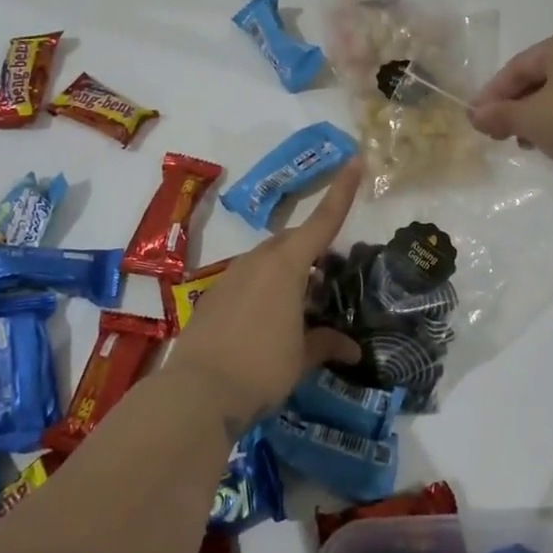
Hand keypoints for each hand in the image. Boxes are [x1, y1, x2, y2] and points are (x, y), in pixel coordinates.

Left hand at [167, 160, 364, 429]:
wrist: (196, 392)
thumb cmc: (261, 368)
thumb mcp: (302, 358)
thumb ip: (326, 345)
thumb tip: (352, 350)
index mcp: (286, 266)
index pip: (322, 221)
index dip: (342, 191)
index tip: (355, 160)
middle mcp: (258, 261)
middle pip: (293, 242)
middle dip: (313, 252)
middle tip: (330, 278)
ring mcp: (231, 276)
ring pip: (268, 261)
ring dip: (289, 274)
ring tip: (302, 307)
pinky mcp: (214, 296)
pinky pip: (248, 279)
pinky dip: (265, 289)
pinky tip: (268, 322)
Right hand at [467, 27, 552, 188]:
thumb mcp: (532, 119)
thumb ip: (500, 115)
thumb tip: (475, 116)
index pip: (517, 67)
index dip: (492, 94)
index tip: (475, 120)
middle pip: (540, 78)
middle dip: (515, 106)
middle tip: (496, 134)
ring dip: (538, 117)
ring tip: (524, 144)